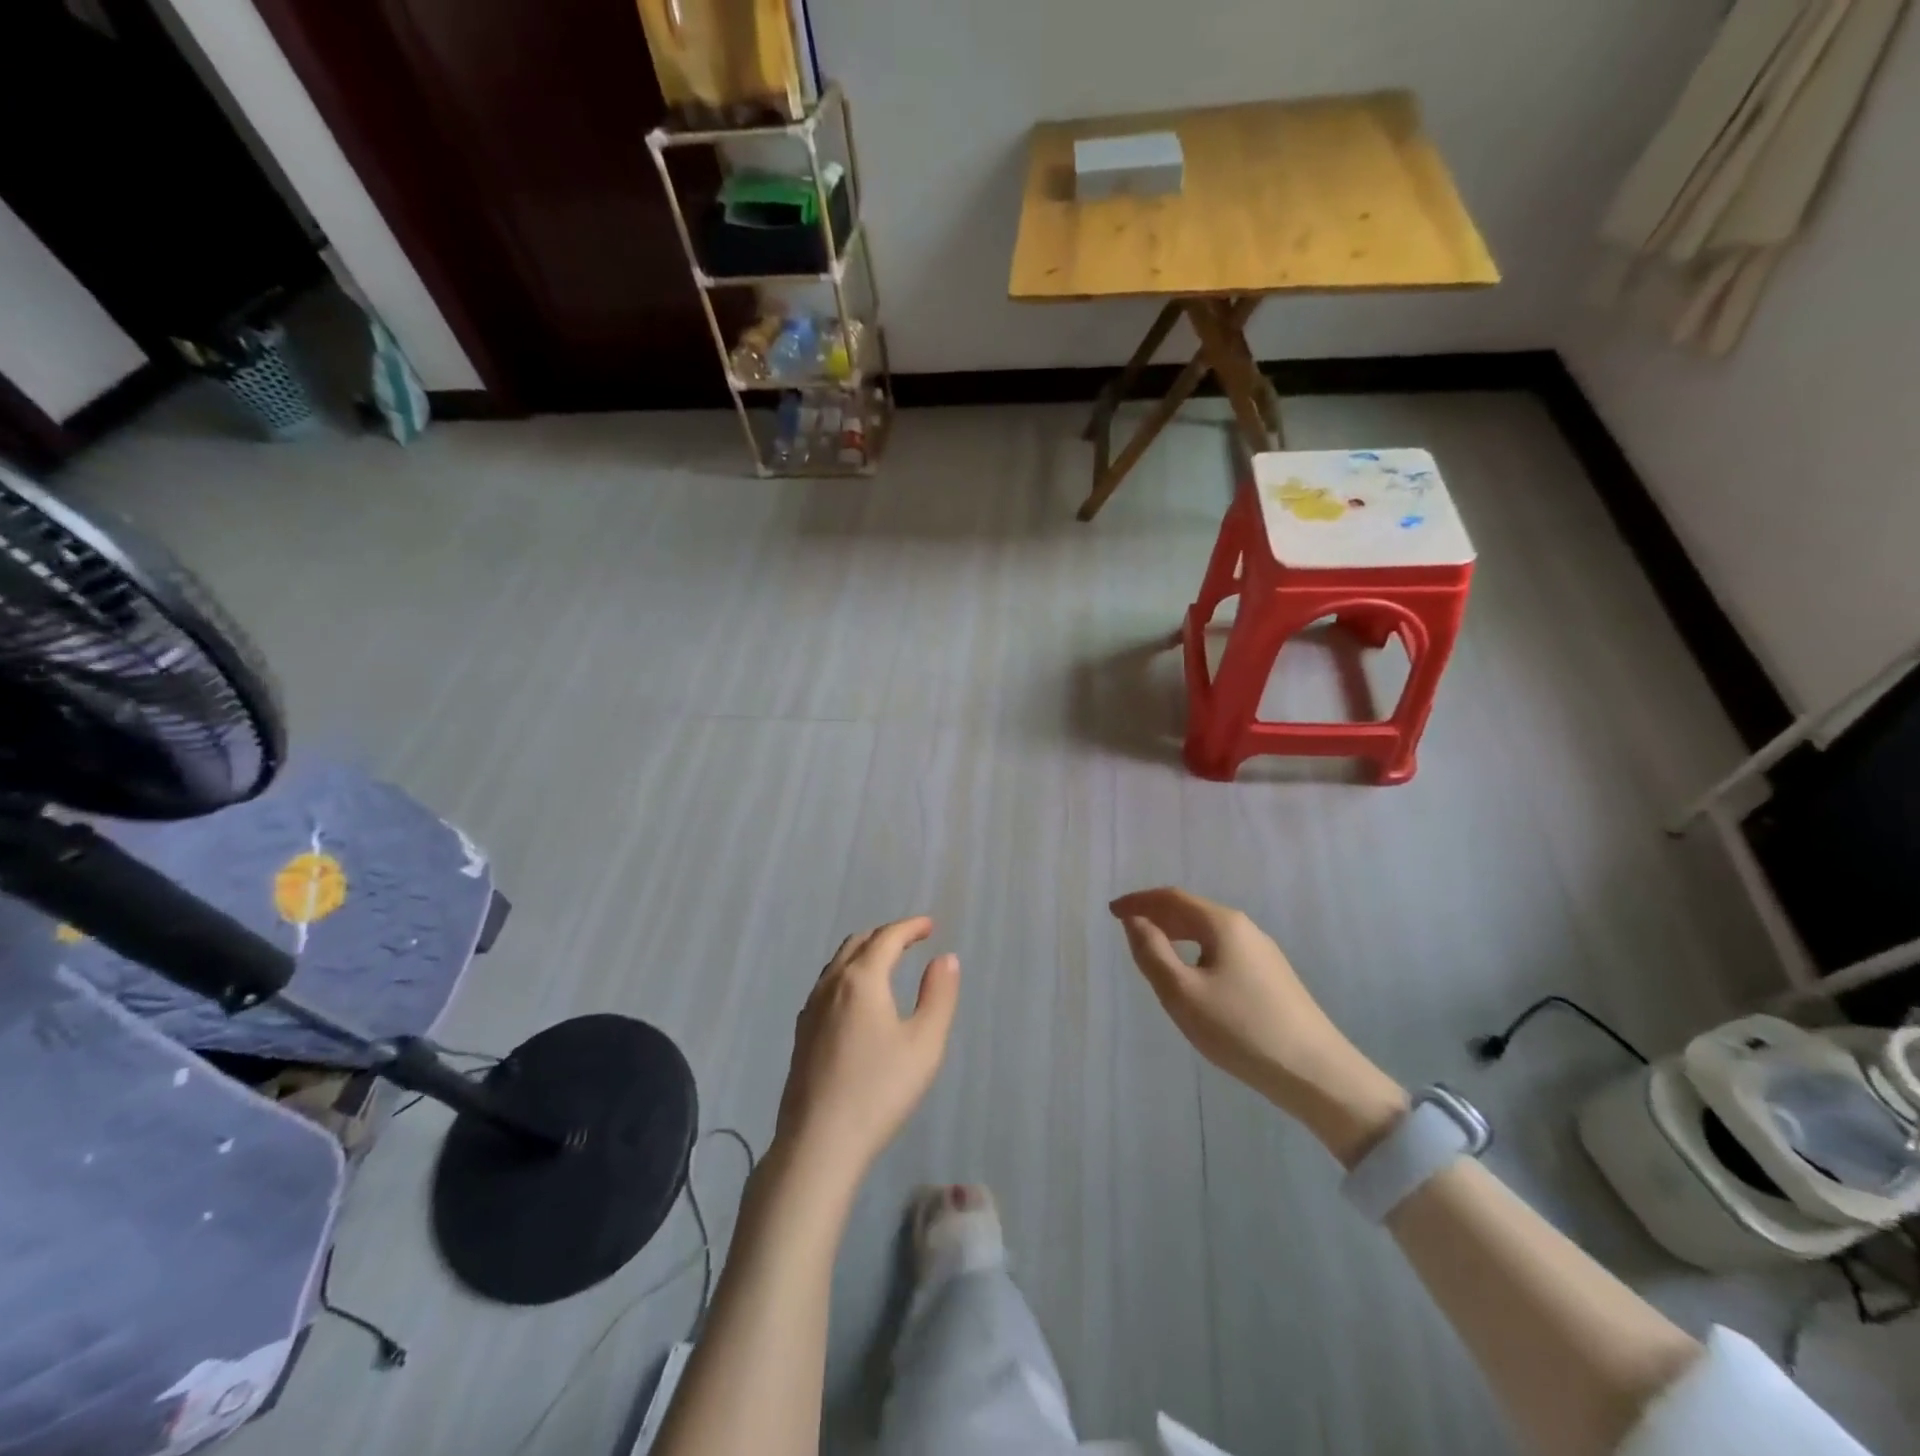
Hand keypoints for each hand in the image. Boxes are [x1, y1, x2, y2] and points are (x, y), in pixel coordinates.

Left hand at [774, 916, 959, 1191]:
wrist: (818, 1143)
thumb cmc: (879, 1091)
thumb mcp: (924, 1044)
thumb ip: (939, 995)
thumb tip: (945, 958)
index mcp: (861, 979)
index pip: (887, 937)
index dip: (910, 927)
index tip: (930, 925)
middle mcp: (831, 984)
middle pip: (858, 943)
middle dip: (886, 935)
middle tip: (912, 940)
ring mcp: (811, 1009)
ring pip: (838, 963)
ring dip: (864, 953)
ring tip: (887, 963)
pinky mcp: (801, 1033)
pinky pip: (827, 985)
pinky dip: (848, 974)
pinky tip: (857, 999)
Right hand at [1110, 887, 1405, 1163]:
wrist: (1317, 1074)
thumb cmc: (1241, 1029)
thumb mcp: (1182, 993)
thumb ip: (1152, 952)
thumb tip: (1135, 921)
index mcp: (1223, 924)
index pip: (1172, 898)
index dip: (1139, 901)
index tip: (1111, 911)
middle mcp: (1246, 929)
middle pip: (1192, 911)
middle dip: (1157, 915)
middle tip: (1127, 929)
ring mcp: (1264, 954)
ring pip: (1209, 932)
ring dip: (1177, 934)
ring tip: (1153, 950)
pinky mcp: (1273, 979)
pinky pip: (1223, 951)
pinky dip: (1196, 951)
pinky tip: (1192, 977)